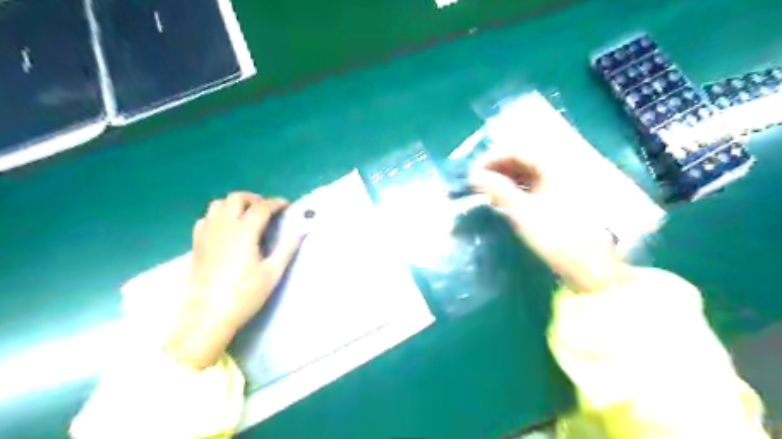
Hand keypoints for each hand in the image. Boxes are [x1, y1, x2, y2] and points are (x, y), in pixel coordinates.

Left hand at [163, 191, 300, 366]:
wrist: (208, 314)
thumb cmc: (245, 294)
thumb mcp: (272, 272)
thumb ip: (287, 248)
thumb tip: (302, 230)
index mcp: (244, 232)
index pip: (261, 207)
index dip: (276, 203)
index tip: (286, 206)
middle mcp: (224, 226)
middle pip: (237, 198)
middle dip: (254, 199)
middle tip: (266, 210)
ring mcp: (207, 233)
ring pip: (218, 204)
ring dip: (235, 204)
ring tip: (247, 216)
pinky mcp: (197, 243)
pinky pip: (206, 218)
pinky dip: (218, 215)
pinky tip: (226, 228)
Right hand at [469, 148, 627, 294]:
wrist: (592, 266)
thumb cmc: (558, 236)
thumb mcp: (523, 213)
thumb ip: (498, 190)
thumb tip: (475, 176)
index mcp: (557, 164)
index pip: (518, 149)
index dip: (492, 158)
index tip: (473, 173)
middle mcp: (562, 166)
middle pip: (524, 157)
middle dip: (498, 167)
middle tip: (478, 182)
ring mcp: (565, 180)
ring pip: (530, 170)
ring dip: (507, 177)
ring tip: (488, 191)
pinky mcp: (565, 194)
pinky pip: (537, 182)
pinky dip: (519, 187)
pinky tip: (505, 197)